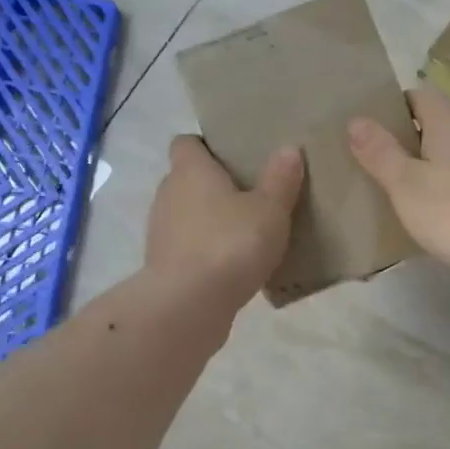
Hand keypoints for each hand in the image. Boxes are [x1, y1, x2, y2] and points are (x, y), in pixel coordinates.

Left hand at [145, 136, 303, 310]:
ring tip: (246, 233)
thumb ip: (280, 180)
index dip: (207, 146)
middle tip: (251, 195)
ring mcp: (161, 232)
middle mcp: (168, 194)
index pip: (186, 143)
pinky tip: (233, 266)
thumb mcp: (269, 210)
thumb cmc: (230, 244)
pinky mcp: (164, 266)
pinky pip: (188, 248)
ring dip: (210, 222)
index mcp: (190, 170)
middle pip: (188, 180)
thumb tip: (288, 149)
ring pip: (187, 216)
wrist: (188, 305)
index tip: (234, 157)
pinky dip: (206, 252)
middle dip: (214, 186)